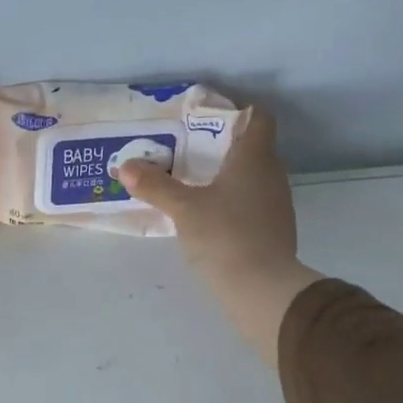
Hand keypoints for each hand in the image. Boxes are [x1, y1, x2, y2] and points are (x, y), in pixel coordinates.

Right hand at [116, 106, 323, 364]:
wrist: (262, 289)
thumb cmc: (224, 236)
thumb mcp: (183, 209)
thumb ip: (155, 186)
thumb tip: (125, 166)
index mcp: (255, 158)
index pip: (258, 118)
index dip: (236, 113)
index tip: (206, 120)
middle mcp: (272, 175)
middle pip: (252, 148)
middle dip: (221, 148)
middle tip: (186, 152)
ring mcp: (277, 205)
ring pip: (252, 178)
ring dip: (226, 178)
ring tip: (192, 184)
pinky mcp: (274, 231)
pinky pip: (252, 204)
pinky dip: (232, 203)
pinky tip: (208, 217)